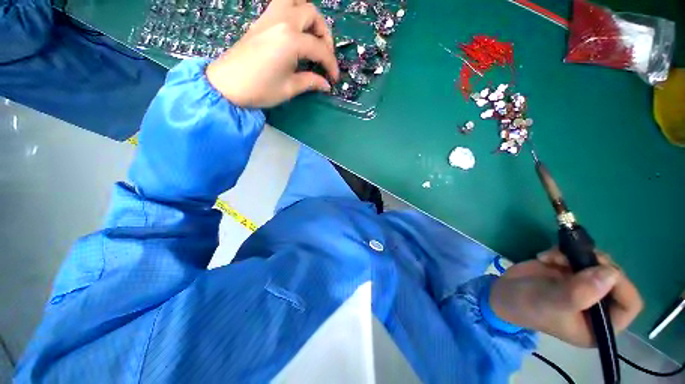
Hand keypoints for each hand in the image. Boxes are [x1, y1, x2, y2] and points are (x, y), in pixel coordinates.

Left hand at [206, 0, 338, 107]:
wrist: (227, 84)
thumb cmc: (260, 89)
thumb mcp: (289, 88)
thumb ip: (311, 82)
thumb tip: (326, 84)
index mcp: (291, 40)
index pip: (320, 49)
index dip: (331, 65)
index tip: (334, 79)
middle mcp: (282, 21)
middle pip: (312, 14)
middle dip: (324, 34)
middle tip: (324, 54)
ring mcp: (269, 17)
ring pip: (296, 2)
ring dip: (309, 17)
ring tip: (312, 37)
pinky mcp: (261, 20)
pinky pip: (281, 5)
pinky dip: (294, 13)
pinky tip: (296, 32)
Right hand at [490, 248, 642, 346]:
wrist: (502, 293)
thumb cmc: (527, 305)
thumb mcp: (550, 302)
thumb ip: (579, 293)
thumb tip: (611, 273)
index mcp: (600, 325)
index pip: (629, 304)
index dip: (621, 285)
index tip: (598, 269)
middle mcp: (598, 305)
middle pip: (615, 279)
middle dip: (595, 264)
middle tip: (572, 257)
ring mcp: (585, 286)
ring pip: (598, 263)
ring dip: (577, 255)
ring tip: (553, 257)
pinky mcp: (571, 272)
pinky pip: (579, 255)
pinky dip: (564, 251)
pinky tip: (546, 256)